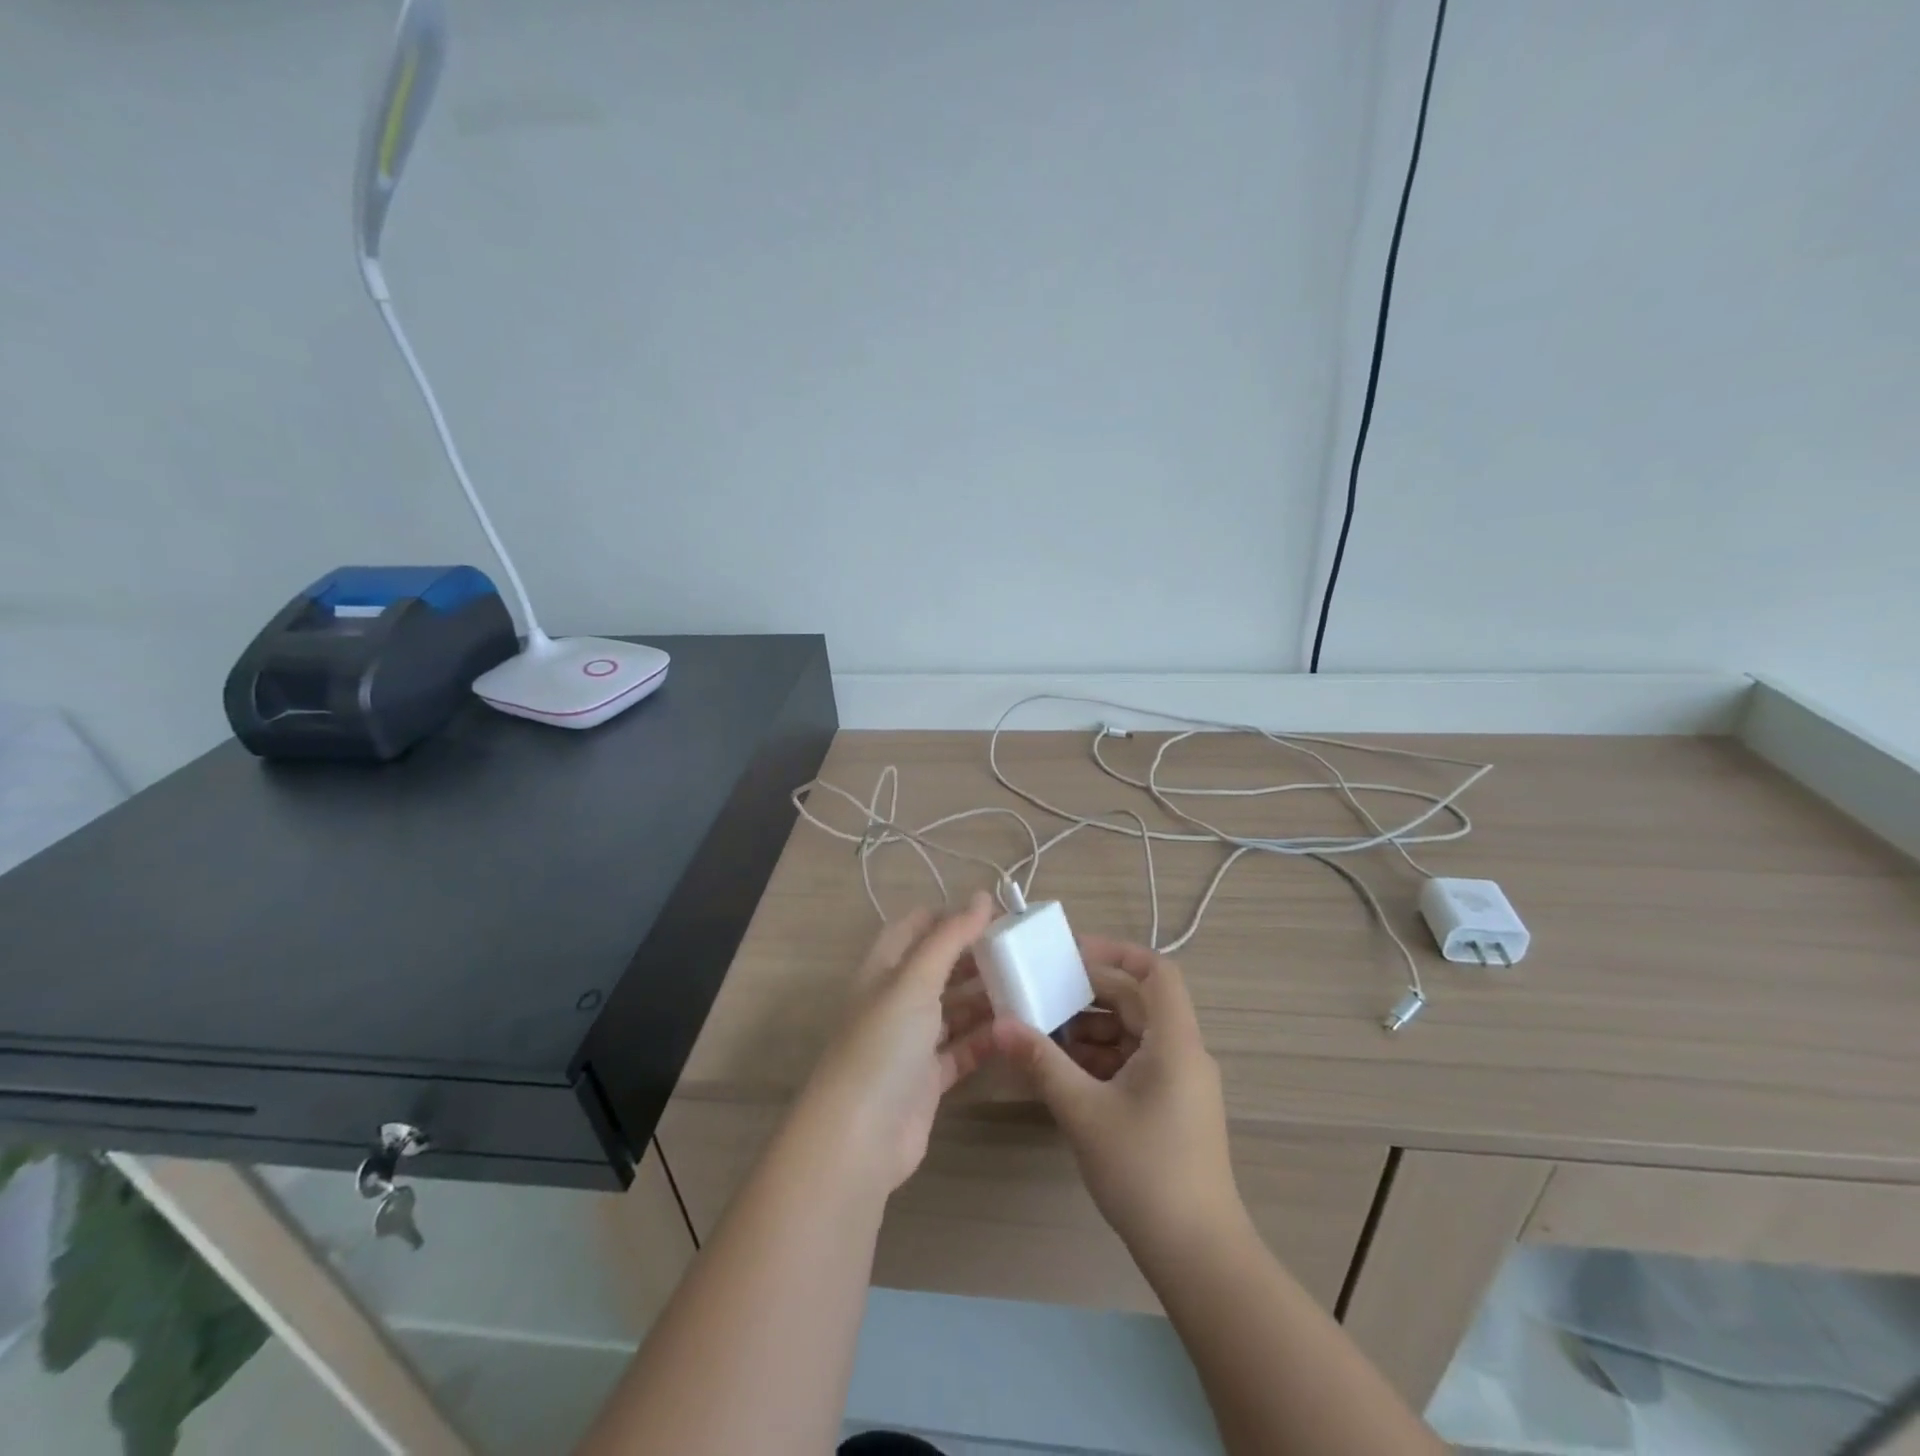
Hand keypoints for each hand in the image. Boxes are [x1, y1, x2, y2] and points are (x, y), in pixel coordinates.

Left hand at [797, 893, 997, 1192]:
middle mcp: (895, 1000)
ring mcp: (911, 1041)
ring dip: (985, 997)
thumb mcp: (915, 980)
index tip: (996, 913)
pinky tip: (1018, 1029)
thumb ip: (950, 937)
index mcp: (884, 969)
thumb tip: (982, 895)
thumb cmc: (883, 1044)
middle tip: (1021, 950)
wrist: (859, 1138)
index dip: (951, 916)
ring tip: (1029, 985)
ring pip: (953, 1008)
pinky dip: (986, 1038)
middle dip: (975, 956)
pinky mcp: (927, 1078)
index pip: (916, 927)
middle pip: (938, 967)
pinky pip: (962, 1049)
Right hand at [992, 935, 1243, 1257]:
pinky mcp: (1170, 1107)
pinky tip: (1062, 1070)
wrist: (1197, 1257)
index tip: (1070, 952)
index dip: (1116, 952)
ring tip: (1042, 1031)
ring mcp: (1178, 1082)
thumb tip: (1000, 1026)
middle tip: (1041, 991)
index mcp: (1175, 1042)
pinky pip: (1133, 1063)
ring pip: (1132, 1033)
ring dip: (1090, 1028)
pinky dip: (1100, 1058)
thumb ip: (1042, 1063)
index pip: (1156, 972)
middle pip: (1137, 1001)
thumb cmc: (1145, 1172)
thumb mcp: (1084, 1112)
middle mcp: (1183, 1053)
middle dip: (1089, 993)